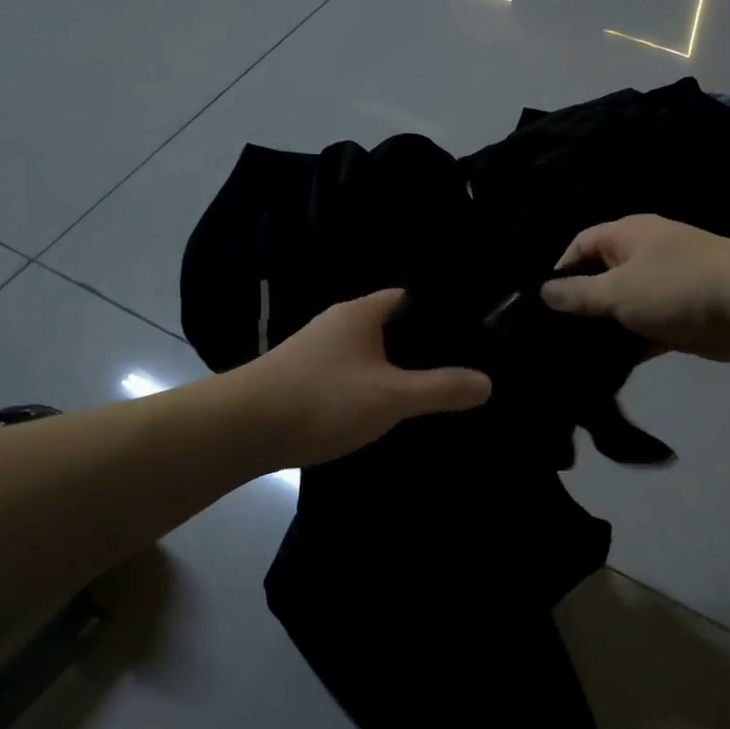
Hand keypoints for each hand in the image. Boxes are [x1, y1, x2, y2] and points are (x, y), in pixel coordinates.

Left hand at [244, 290, 491, 466]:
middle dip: (423, 348)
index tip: (474, 335)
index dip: (443, 313)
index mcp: (362, 313)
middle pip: (393, 328)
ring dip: (396, 371)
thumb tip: (487, 382)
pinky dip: (372, 389)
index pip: (412, 298)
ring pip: (371, 355)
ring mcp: (318, 352)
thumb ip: (441, 388)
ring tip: (431, 392)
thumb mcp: (391, 396)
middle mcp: (339, 324)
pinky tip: (386, 412)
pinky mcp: (305, 379)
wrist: (241, 430)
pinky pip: (352, 376)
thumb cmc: (322, 399)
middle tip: (460, 369)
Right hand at [541, 215, 729, 361]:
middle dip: (576, 304)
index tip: (539, 304)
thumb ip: (578, 294)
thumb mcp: (617, 290)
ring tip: (566, 355)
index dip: (558, 270)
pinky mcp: (674, 320)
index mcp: (626, 236)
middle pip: (598, 278)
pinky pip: (640, 332)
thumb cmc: (676, 287)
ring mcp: (660, 290)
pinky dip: (625, 346)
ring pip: (619, 309)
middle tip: (546, 335)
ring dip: (600, 329)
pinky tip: (600, 368)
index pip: (580, 245)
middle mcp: (641, 258)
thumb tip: (544, 292)